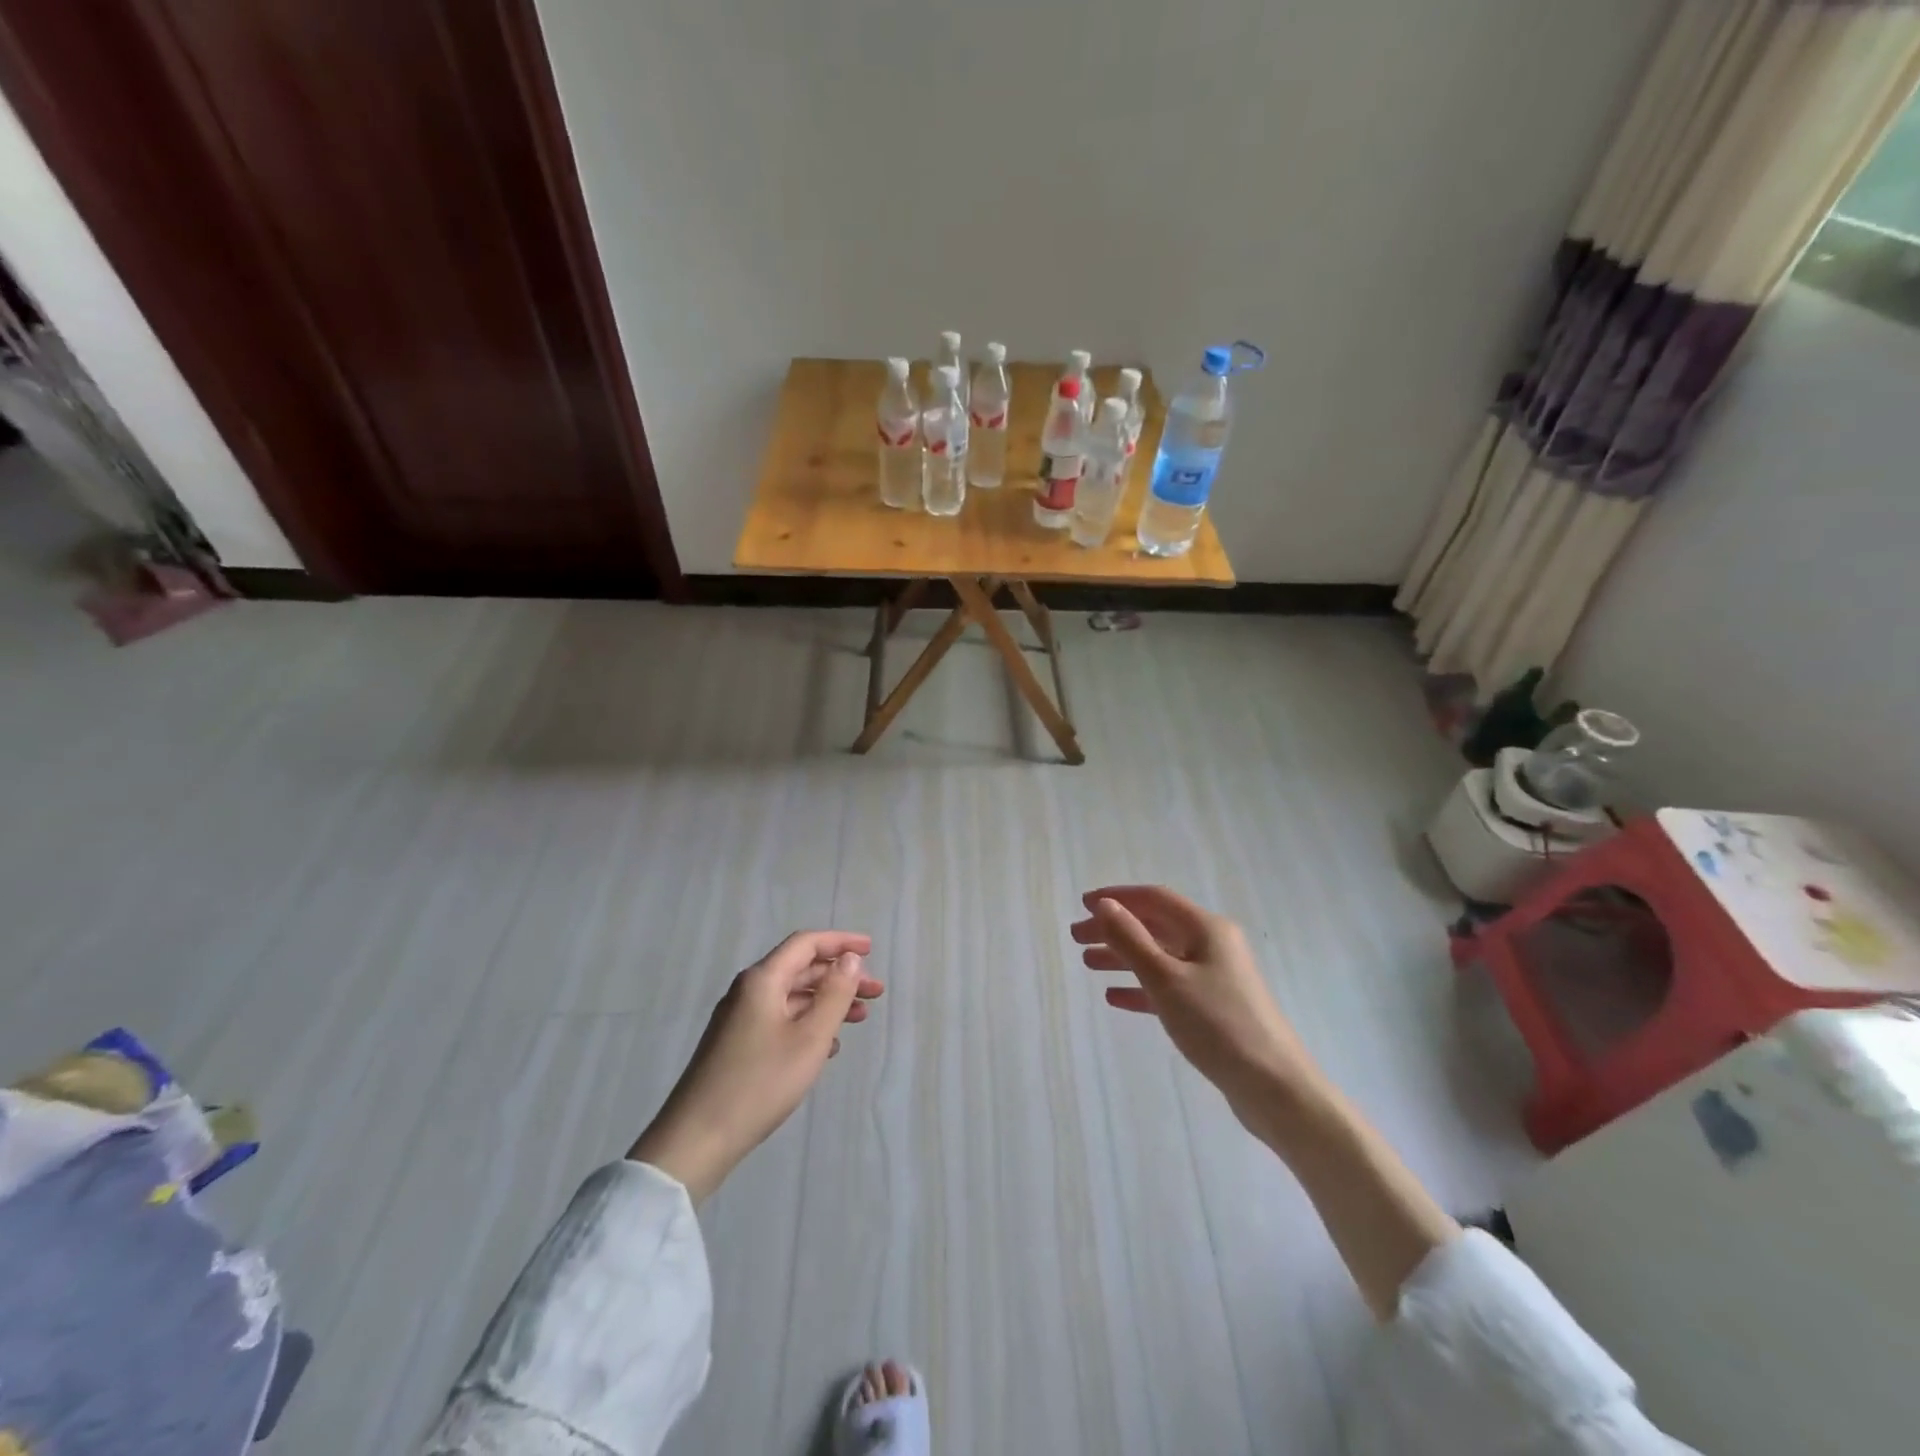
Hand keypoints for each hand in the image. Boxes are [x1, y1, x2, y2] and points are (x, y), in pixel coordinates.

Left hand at [628, 930, 881, 1201]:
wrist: (697, 1139)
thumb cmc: (760, 1083)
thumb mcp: (809, 1038)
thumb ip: (834, 994)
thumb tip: (849, 959)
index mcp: (762, 980)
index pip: (805, 944)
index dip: (840, 942)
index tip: (871, 949)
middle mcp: (748, 991)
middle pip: (800, 969)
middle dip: (840, 976)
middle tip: (875, 992)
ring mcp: (739, 1019)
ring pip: (792, 997)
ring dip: (827, 1002)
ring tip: (860, 1018)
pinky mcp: (737, 1045)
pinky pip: (780, 1019)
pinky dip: (808, 1023)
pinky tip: (828, 1046)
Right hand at [1071, 886, 1322, 1133]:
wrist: (1274, 1087)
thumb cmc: (1217, 1024)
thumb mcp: (1166, 978)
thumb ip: (1130, 939)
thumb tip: (1104, 905)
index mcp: (1206, 928)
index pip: (1154, 898)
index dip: (1117, 897)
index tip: (1083, 904)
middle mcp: (1212, 945)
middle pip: (1155, 926)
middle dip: (1115, 929)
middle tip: (1076, 939)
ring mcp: (1215, 977)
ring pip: (1160, 956)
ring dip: (1123, 957)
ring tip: (1088, 964)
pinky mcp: (1214, 1008)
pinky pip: (1169, 987)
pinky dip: (1141, 987)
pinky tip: (1115, 997)